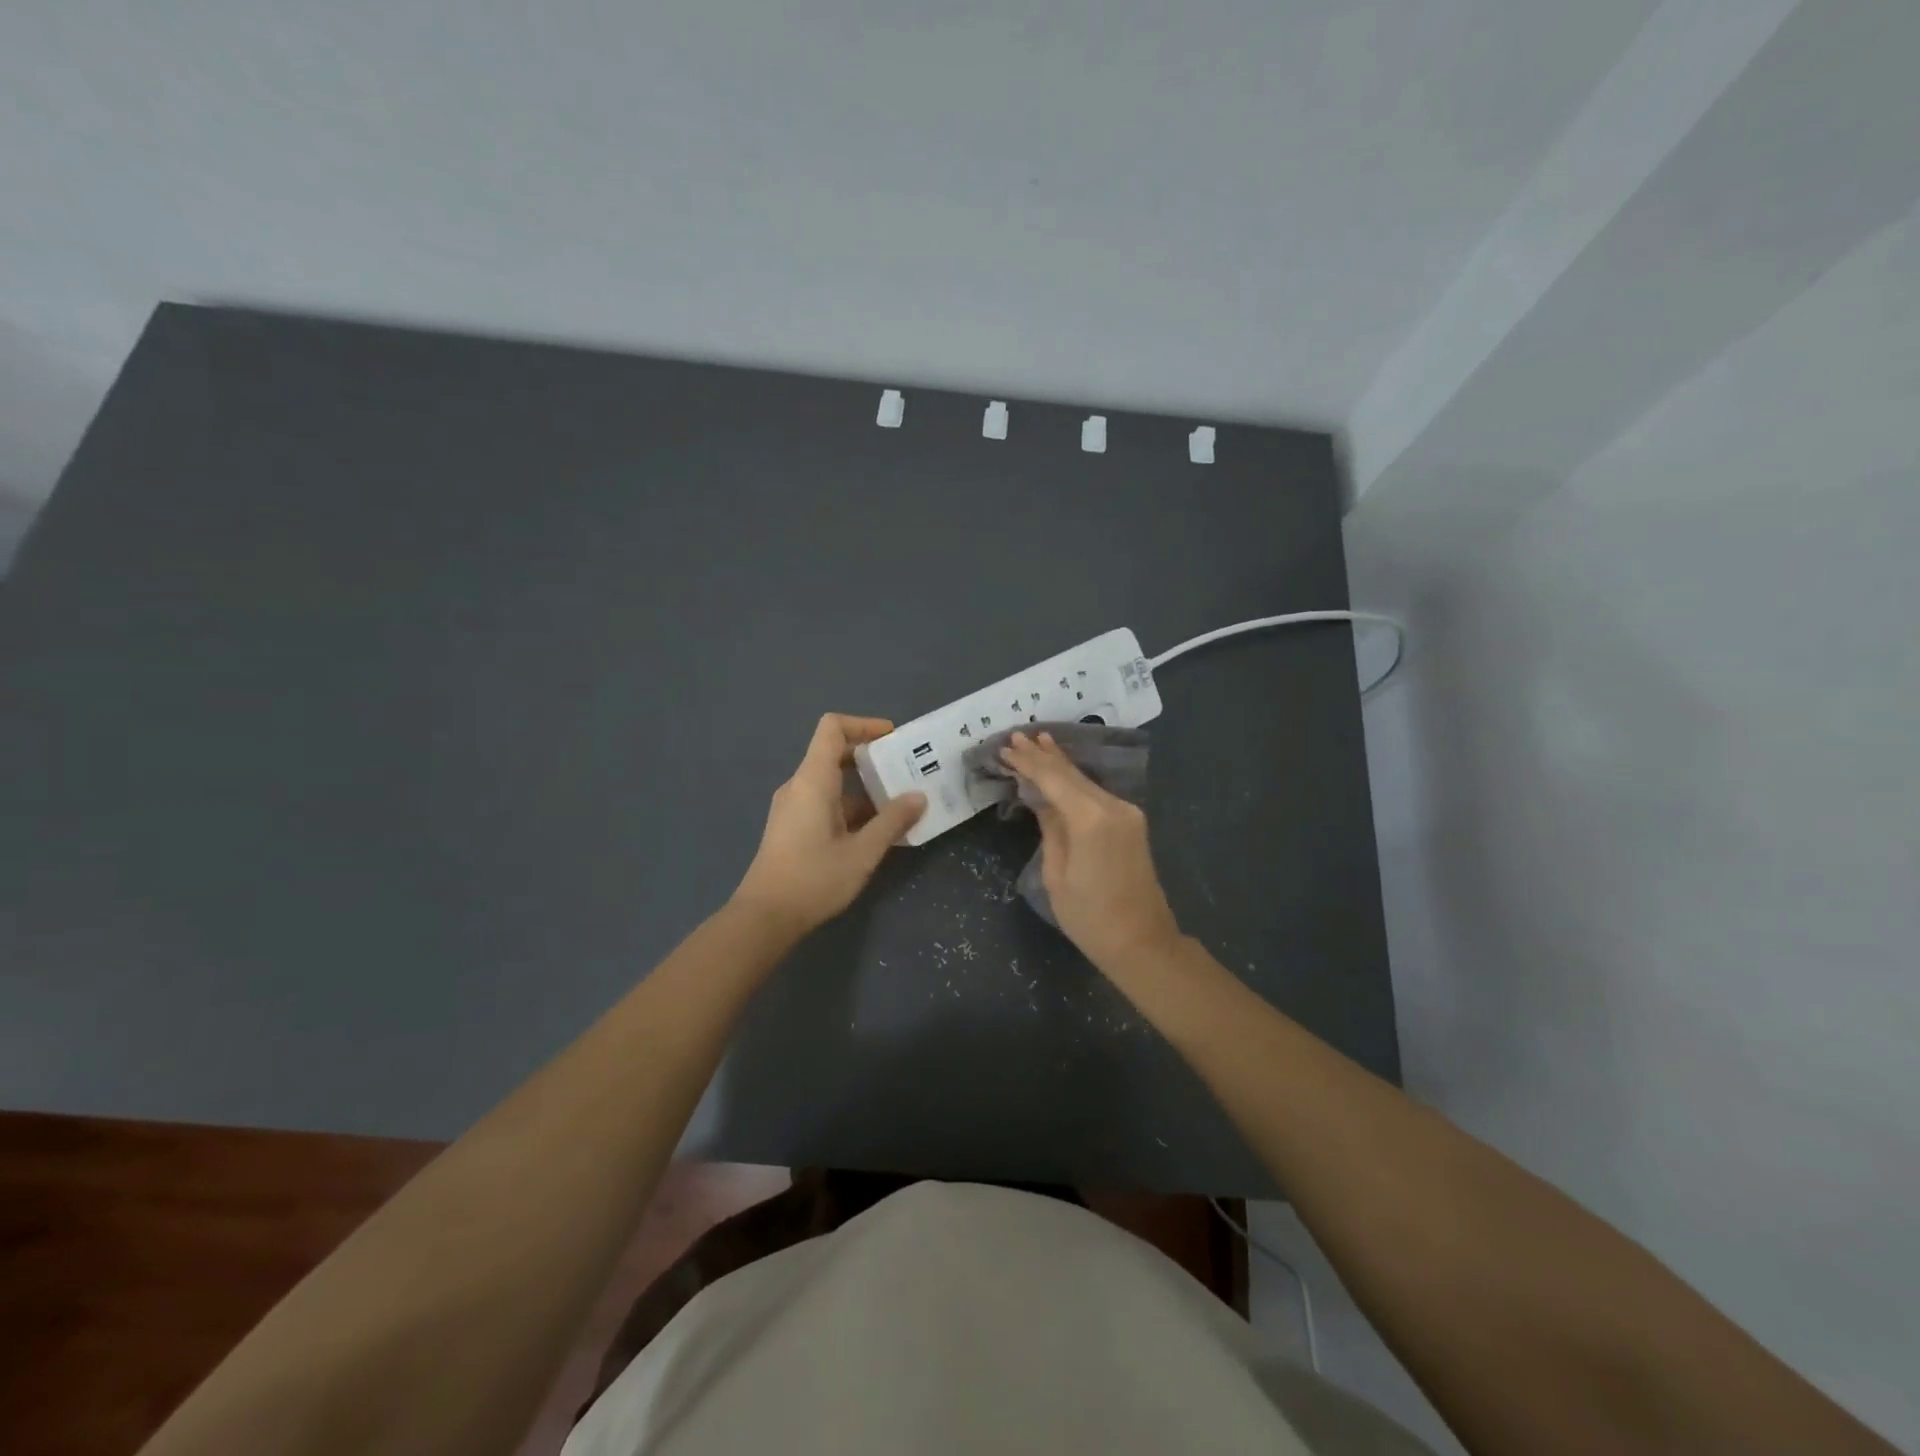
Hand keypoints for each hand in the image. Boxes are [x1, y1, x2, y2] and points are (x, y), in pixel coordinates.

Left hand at [733, 714, 925, 936]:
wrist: (765, 917)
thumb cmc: (814, 879)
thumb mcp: (862, 852)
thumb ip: (892, 821)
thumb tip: (919, 797)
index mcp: (812, 780)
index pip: (832, 728)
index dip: (864, 724)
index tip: (893, 738)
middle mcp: (800, 786)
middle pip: (835, 753)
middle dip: (872, 758)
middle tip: (907, 770)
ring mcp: (794, 807)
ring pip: (833, 782)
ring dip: (866, 788)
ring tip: (901, 802)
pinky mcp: (793, 827)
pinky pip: (826, 802)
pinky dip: (853, 807)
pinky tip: (878, 829)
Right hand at [998, 731, 1182, 974]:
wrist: (1141, 941)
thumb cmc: (1089, 915)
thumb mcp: (1056, 873)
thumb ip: (1050, 828)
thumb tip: (1041, 800)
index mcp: (1090, 818)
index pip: (1053, 778)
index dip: (1027, 762)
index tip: (1005, 747)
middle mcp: (1112, 806)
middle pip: (1071, 773)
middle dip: (1042, 755)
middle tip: (1017, 737)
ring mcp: (1126, 812)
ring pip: (1084, 780)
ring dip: (1059, 763)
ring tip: (1037, 742)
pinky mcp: (1131, 822)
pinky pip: (1095, 793)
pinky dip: (1074, 780)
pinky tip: (1061, 769)